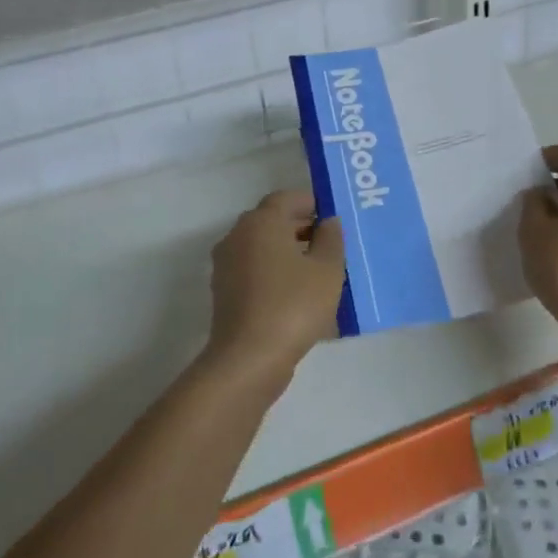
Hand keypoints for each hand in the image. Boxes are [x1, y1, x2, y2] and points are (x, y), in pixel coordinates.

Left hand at [206, 190, 344, 392]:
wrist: (249, 359)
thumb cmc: (293, 305)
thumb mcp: (327, 270)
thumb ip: (331, 239)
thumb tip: (327, 221)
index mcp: (261, 222)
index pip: (287, 198)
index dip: (312, 203)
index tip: (334, 217)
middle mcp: (238, 235)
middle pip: (272, 220)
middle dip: (301, 227)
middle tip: (330, 243)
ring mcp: (226, 264)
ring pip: (262, 246)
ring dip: (287, 251)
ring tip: (317, 270)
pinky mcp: (224, 291)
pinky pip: (254, 269)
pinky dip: (274, 272)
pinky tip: (297, 293)